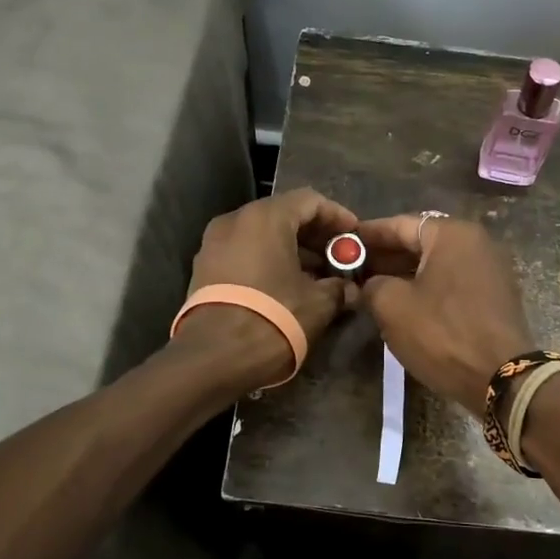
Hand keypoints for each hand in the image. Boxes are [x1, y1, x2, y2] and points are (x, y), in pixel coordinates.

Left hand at [180, 189, 360, 385]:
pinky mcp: (204, 269)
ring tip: (317, 276)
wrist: (214, 357)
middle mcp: (235, 220)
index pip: (309, 201)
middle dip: (314, 235)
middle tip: (338, 257)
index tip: (355, 236)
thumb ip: (339, 288)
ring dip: (292, 250)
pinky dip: (268, 261)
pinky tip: (287, 286)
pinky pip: (244, 253)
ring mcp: (214, 244)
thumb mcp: (318, 303)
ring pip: (261, 235)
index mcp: (265, 218)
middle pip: (283, 215)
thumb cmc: (273, 318)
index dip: (337, 216)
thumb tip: (351, 289)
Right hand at [358, 213, 534, 416]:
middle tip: (354, 269)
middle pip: (421, 242)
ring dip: (405, 274)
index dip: (367, 235)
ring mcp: (491, 269)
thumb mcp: (392, 306)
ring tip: (374, 289)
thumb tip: (371, 284)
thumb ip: (372, 285)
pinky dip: (428, 289)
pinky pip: (453, 282)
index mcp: (453, 234)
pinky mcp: (496, 296)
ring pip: (437, 264)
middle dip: (386, 256)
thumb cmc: (442, 333)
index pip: (400, 224)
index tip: (342, 244)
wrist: (501, 377)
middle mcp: (477, 242)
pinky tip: (405, 305)